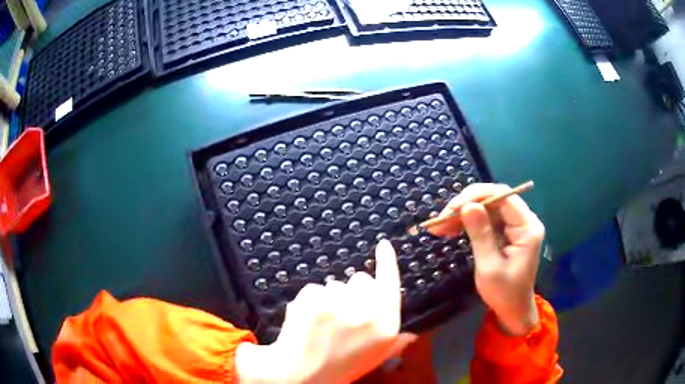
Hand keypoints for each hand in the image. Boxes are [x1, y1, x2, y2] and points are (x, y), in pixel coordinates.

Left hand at [236, 239, 415, 382]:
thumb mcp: (375, 357)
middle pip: (360, 280)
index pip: (390, 283)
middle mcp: (368, 311)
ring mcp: (339, 303)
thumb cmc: (340, 367)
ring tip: (322, 325)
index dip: (387, 262)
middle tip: (340, 316)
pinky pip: (313, 289)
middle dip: (351, 292)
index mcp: (387, 324)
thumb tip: (412, 334)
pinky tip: (307, 322)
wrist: (301, 376)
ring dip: (329, 298)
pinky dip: (309, 302)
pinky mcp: (314, 299)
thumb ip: (395, 342)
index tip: (383, 245)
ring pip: (334, 284)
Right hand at [429, 183, 544, 335]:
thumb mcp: (490, 267)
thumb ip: (480, 234)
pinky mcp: (506, 232)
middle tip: (441, 217)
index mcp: (527, 227)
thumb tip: (467, 205)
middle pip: (494, 199)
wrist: (513, 310)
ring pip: (487, 208)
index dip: (477, 196)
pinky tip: (449, 230)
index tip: (451, 208)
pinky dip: (467, 223)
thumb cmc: (504, 293)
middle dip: (466, 205)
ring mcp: (514, 225)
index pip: (503, 197)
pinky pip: (485, 219)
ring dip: (462, 214)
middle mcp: (523, 220)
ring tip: (439, 226)